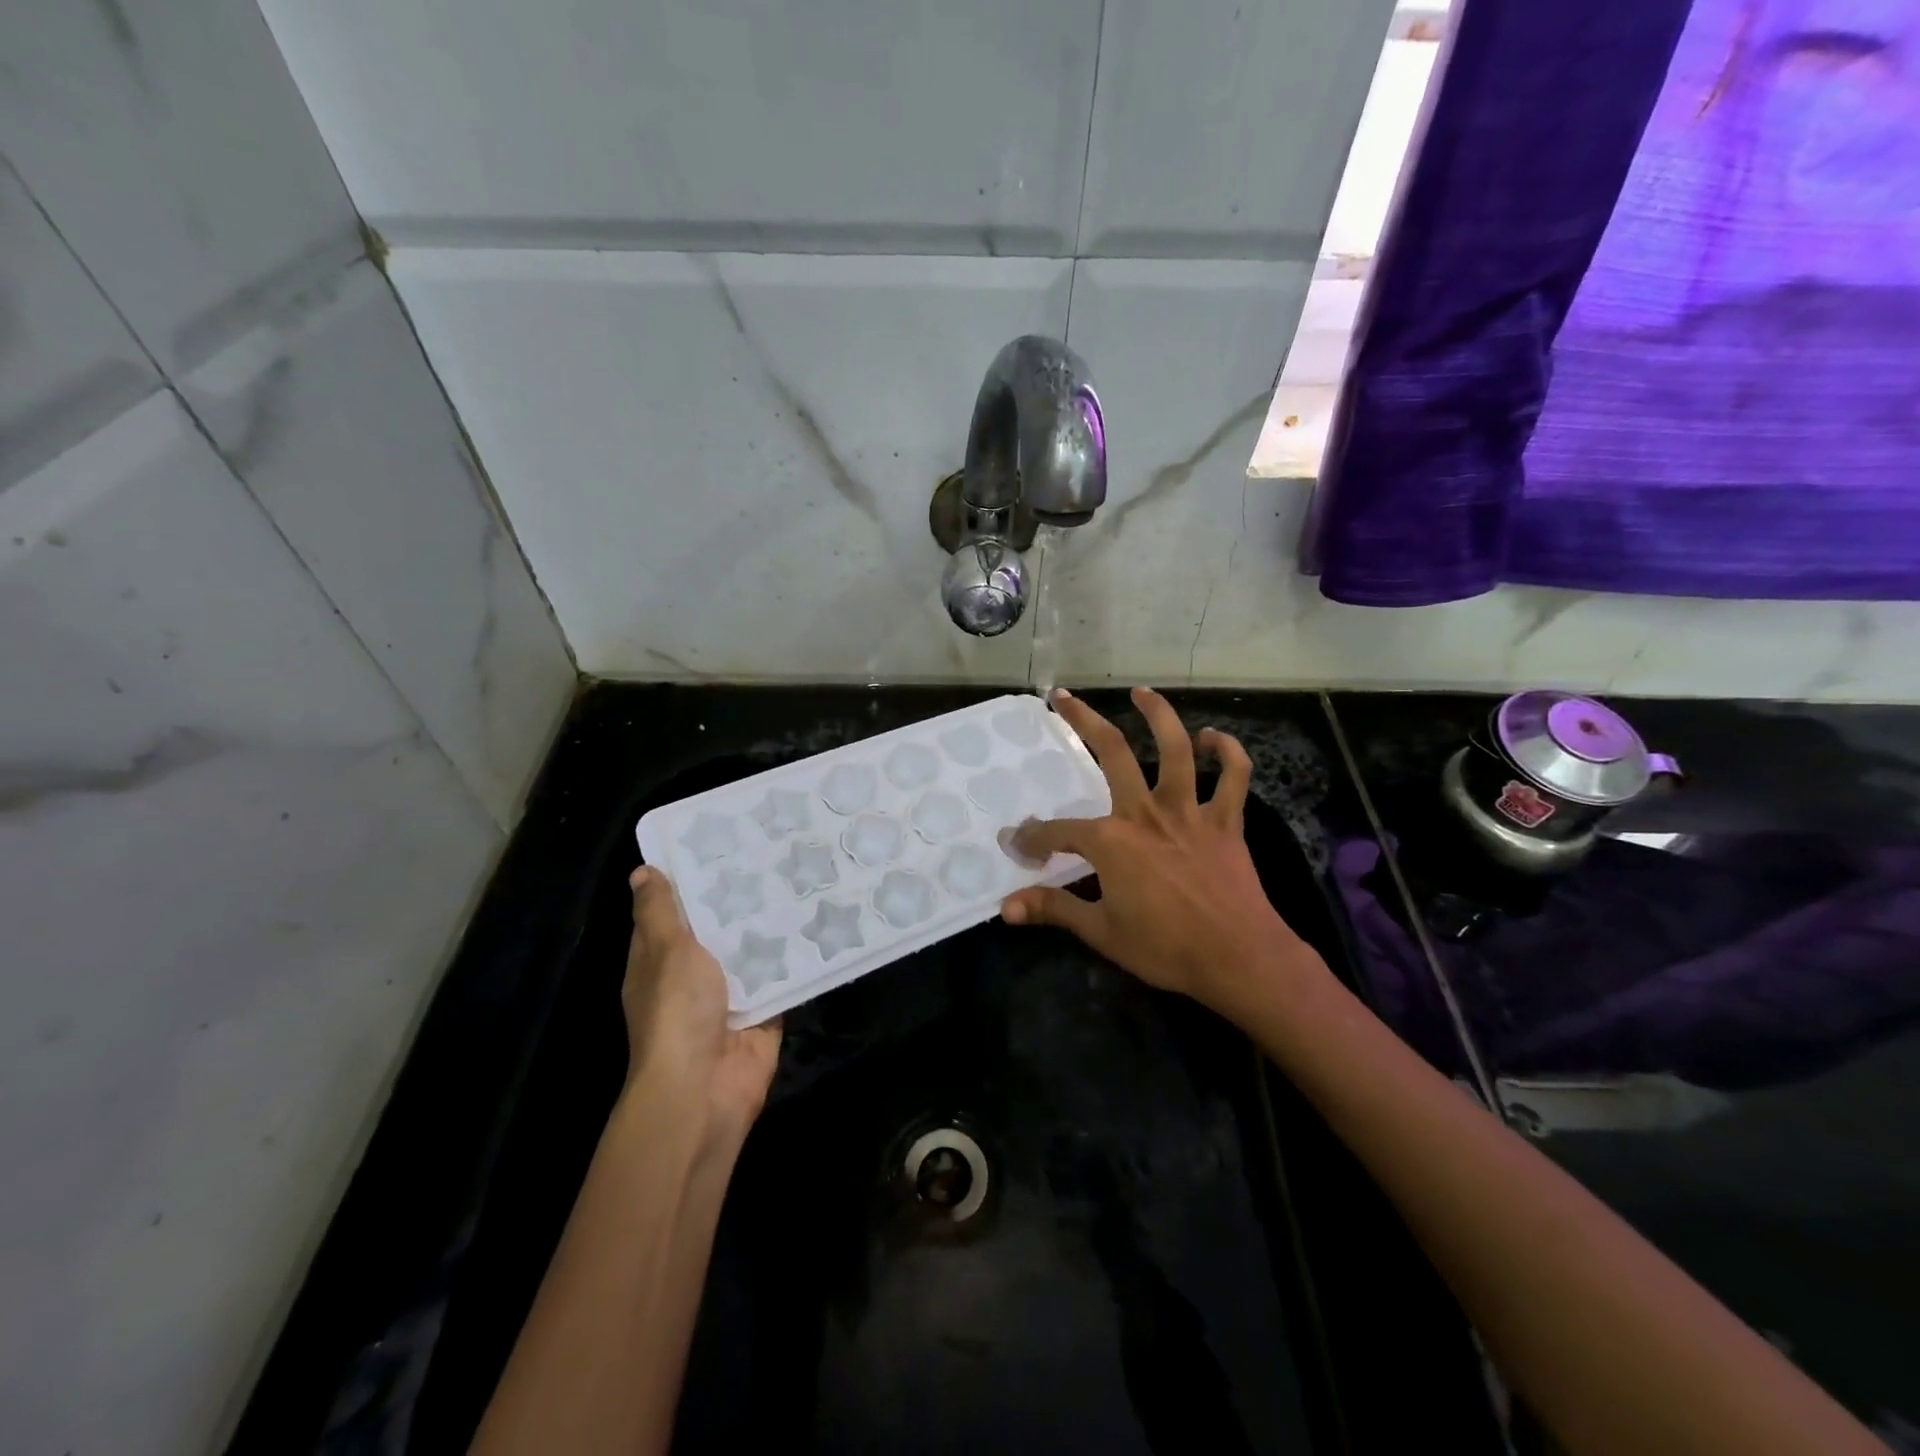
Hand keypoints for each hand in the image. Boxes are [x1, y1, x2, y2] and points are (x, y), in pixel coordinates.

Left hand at [623, 866, 781, 1146]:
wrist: (704, 1089)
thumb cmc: (677, 1012)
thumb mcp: (666, 951)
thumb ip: (660, 912)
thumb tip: (642, 871)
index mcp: (660, 960)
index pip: (673, 910)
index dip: (691, 878)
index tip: (721, 843)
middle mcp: (693, 975)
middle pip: (718, 928)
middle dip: (741, 898)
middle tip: (775, 852)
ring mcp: (729, 996)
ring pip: (753, 950)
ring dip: (773, 925)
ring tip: (803, 878)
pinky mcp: (763, 1013)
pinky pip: (781, 978)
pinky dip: (796, 958)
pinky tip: (822, 923)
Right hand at [999, 688, 1318, 1009]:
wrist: (1239, 959)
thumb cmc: (1166, 948)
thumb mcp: (1101, 932)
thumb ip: (1053, 909)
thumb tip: (1006, 907)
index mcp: (1112, 841)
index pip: (1059, 831)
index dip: (1033, 837)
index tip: (1018, 843)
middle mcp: (1146, 813)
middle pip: (1112, 753)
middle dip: (1082, 721)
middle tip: (1063, 697)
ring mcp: (1189, 812)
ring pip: (1176, 749)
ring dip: (1159, 715)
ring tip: (1141, 693)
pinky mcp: (1225, 822)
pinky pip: (1233, 777)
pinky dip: (1227, 752)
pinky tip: (1212, 738)